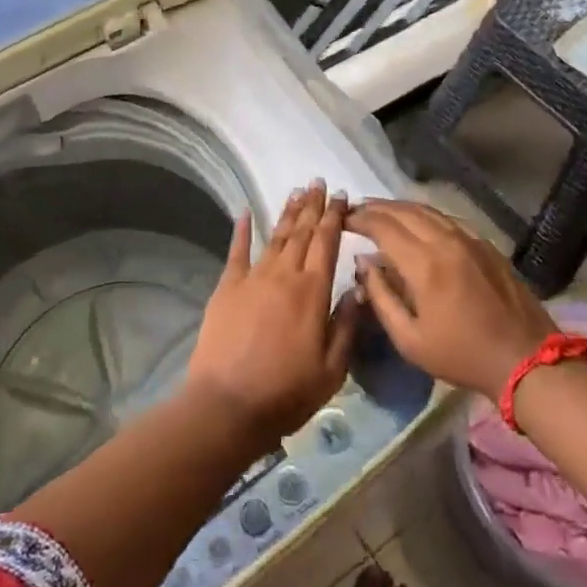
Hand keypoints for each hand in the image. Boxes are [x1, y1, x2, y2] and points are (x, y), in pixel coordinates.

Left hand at [186, 182, 361, 445]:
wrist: (228, 404)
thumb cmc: (287, 392)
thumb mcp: (333, 368)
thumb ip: (347, 324)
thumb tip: (359, 287)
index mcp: (313, 291)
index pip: (327, 243)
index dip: (334, 217)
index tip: (340, 196)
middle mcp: (284, 275)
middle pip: (301, 232)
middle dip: (312, 206)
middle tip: (318, 182)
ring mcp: (252, 278)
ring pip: (274, 236)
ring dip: (287, 213)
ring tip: (296, 191)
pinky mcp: (227, 288)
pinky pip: (236, 251)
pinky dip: (241, 230)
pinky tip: (244, 211)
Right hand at [346, 199, 557, 401]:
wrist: (525, 359)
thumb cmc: (461, 355)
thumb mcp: (409, 339)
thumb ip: (380, 297)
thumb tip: (364, 264)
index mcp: (424, 264)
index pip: (383, 226)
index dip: (359, 219)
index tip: (343, 220)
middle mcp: (445, 241)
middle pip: (403, 210)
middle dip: (375, 207)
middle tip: (356, 211)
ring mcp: (469, 239)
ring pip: (427, 210)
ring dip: (399, 207)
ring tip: (380, 212)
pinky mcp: (485, 244)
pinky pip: (447, 219)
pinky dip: (424, 215)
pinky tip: (416, 222)